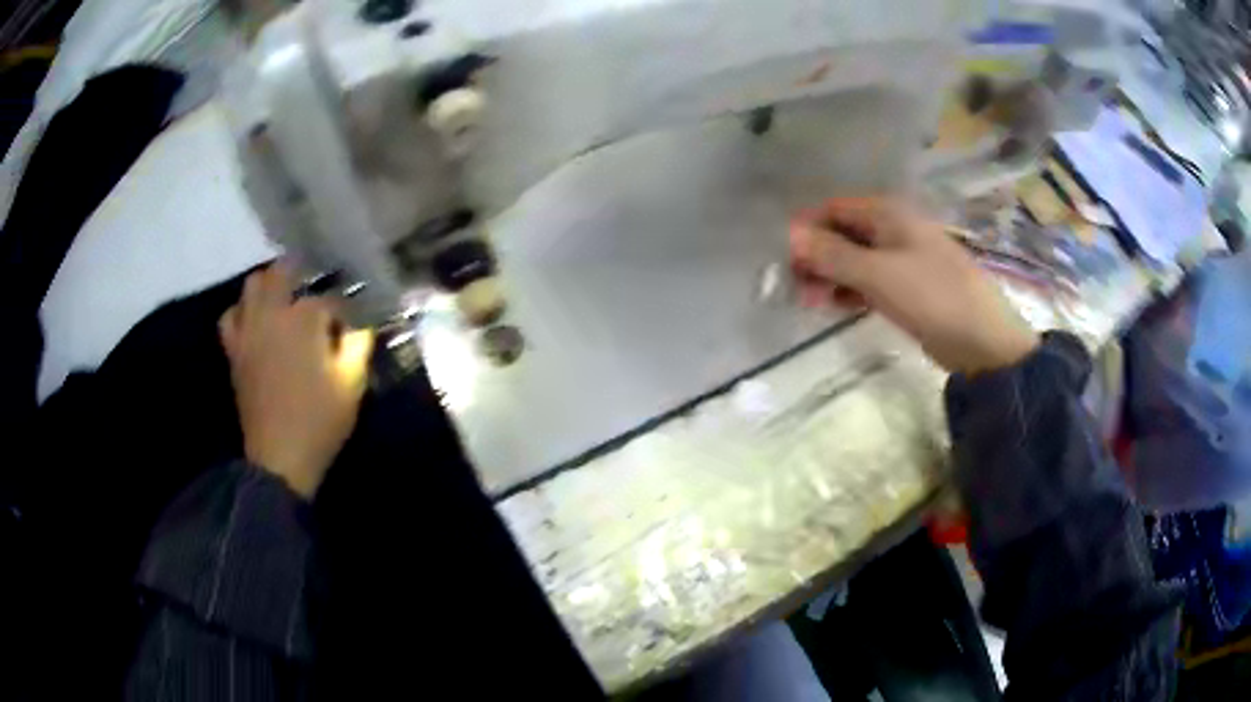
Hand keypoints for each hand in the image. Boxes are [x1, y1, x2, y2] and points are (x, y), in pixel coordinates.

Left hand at [219, 266, 374, 498]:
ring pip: (252, 285)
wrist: (278, 458)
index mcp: (305, 319)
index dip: (343, 310)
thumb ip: (359, 345)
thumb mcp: (352, 384)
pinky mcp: (234, 349)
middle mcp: (272, 313)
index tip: (352, 324)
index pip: (329, 298)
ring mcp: (249, 329)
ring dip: (269, 284)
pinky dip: (242, 311)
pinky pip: (231, 316)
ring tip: (283, 297)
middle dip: (302, 273)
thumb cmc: (319, 421)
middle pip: (283, 272)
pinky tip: (254, 321)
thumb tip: (361, 324)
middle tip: (315, 288)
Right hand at [789, 197, 1038, 374]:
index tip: (785, 258)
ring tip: (810, 302)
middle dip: (817, 256)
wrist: (982, 340)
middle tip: (795, 287)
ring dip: (831, 275)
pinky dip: (851, 290)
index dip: (807, 229)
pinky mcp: (907, 287)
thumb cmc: (932, 296)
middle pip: (843, 233)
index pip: (834, 209)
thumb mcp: (878, 274)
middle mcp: (893, 229)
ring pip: (855, 259)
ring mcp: (902, 259)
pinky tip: (835, 306)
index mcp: (888, 214)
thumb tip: (790, 235)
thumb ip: (833, 254)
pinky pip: (870, 280)